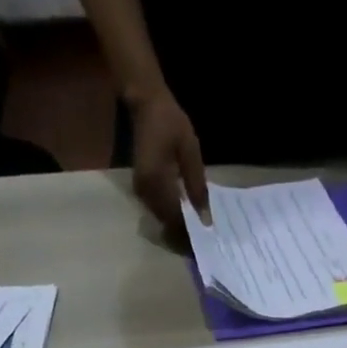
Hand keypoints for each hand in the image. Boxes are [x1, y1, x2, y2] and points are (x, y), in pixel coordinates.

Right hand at [130, 91, 208, 235]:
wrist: (145, 104)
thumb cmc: (170, 122)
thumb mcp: (190, 150)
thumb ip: (197, 186)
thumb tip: (205, 220)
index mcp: (158, 182)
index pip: (175, 220)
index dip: (190, 235)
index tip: (206, 243)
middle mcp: (146, 193)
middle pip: (167, 225)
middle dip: (184, 236)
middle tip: (203, 243)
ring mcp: (141, 193)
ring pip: (162, 221)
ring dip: (177, 229)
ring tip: (196, 233)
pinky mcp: (141, 190)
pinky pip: (158, 211)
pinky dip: (171, 218)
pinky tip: (185, 218)